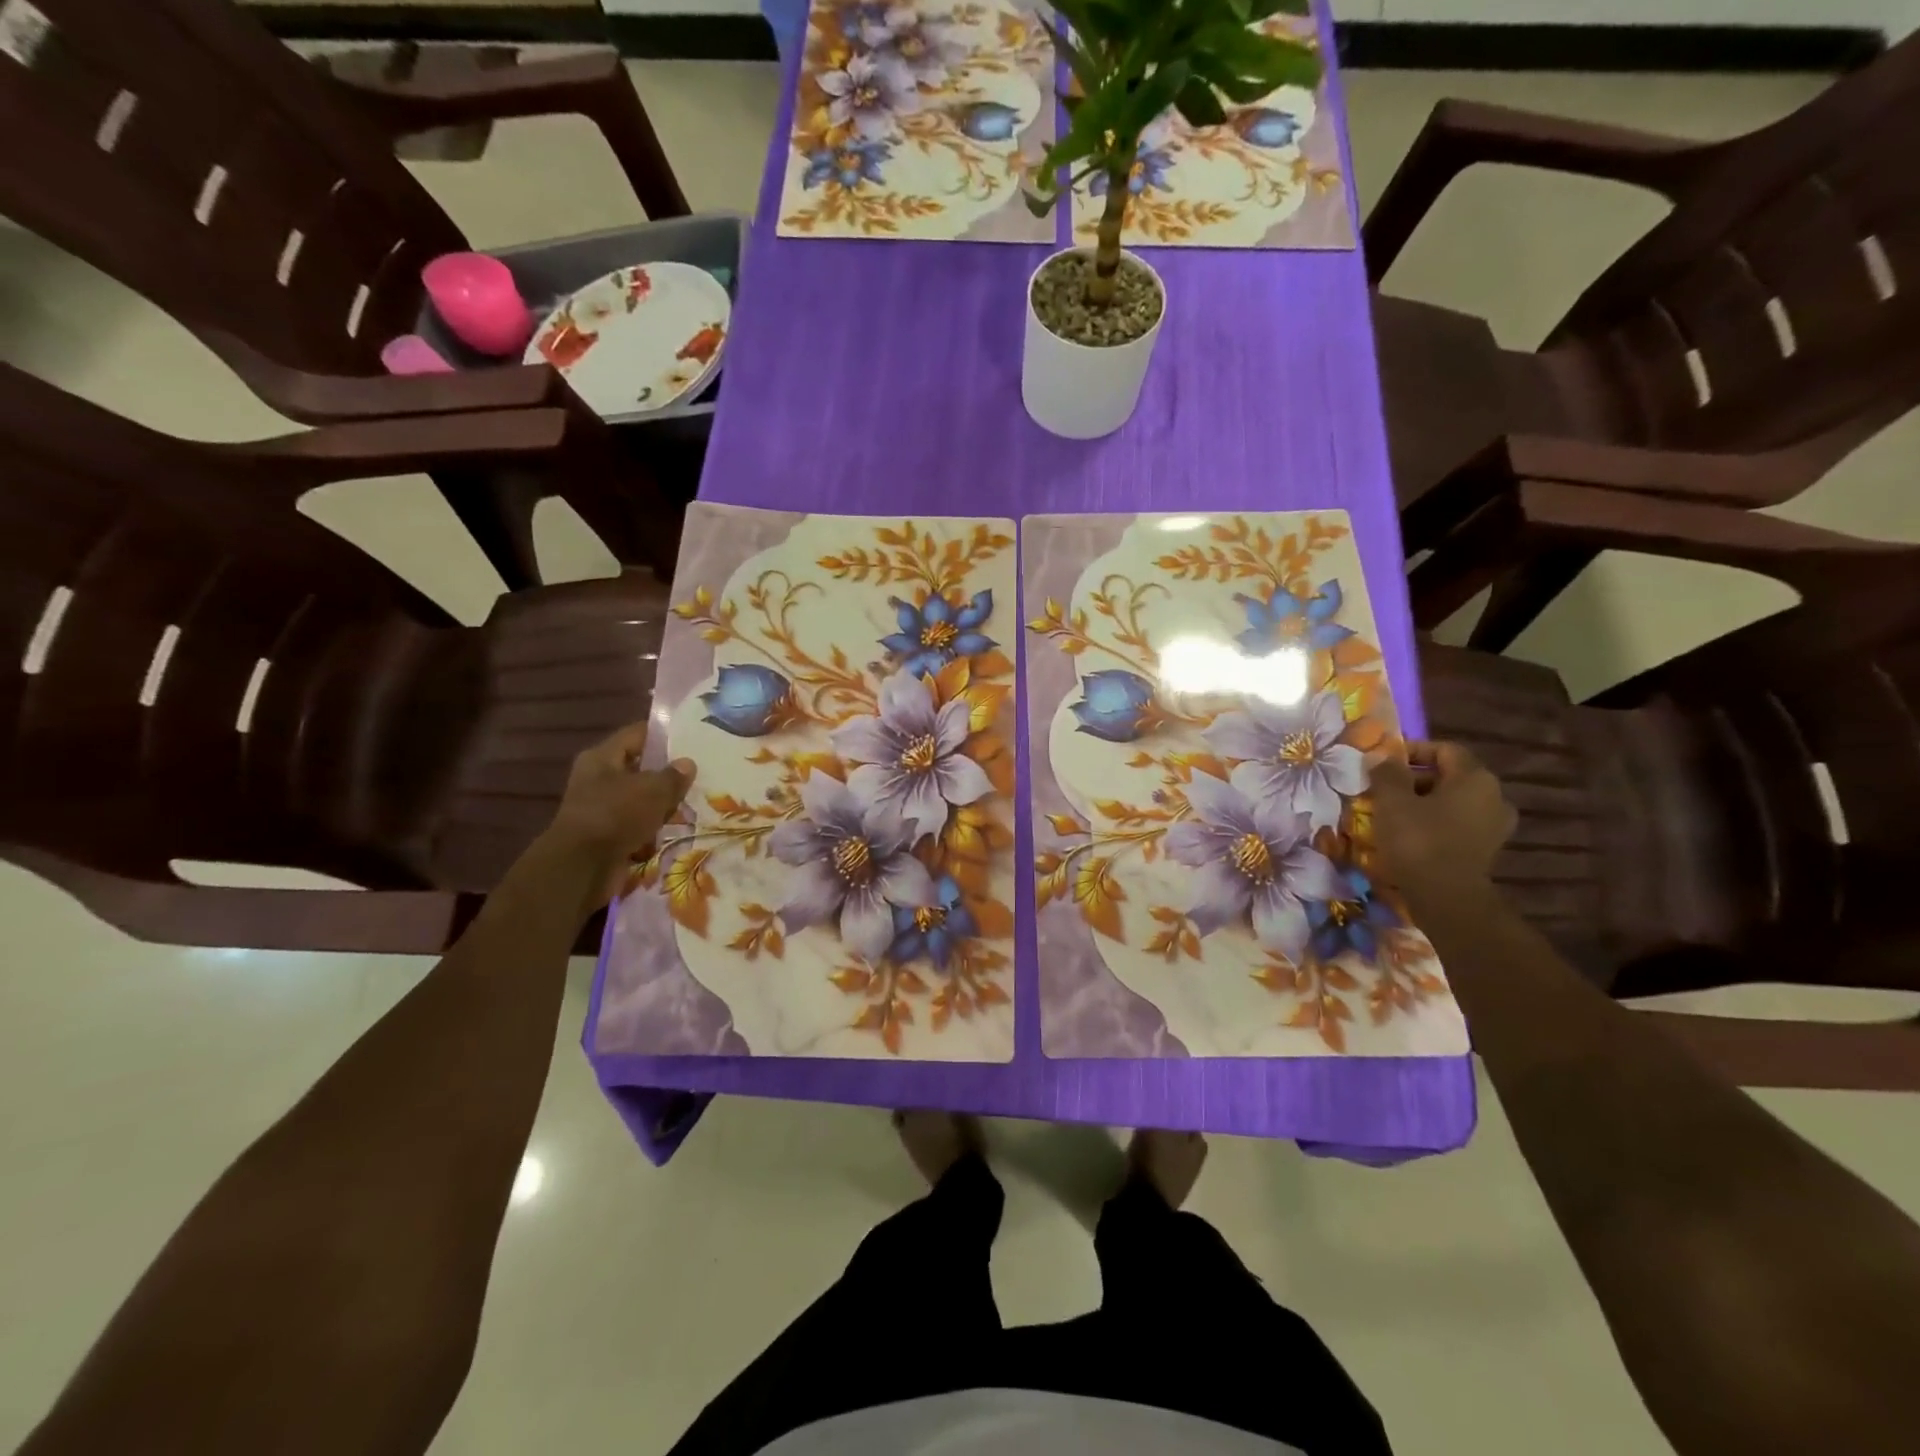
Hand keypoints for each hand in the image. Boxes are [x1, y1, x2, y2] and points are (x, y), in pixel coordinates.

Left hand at [543, 723, 694, 905]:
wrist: (582, 868)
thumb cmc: (616, 815)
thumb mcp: (652, 789)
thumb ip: (674, 775)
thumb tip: (688, 764)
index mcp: (602, 758)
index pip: (637, 734)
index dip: (665, 735)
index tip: (693, 738)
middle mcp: (598, 779)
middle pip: (640, 768)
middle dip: (668, 774)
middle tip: (701, 774)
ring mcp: (602, 809)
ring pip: (641, 799)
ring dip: (664, 805)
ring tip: (696, 803)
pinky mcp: (608, 836)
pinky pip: (638, 825)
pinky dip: (655, 829)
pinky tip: (679, 830)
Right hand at [1370, 740, 1515, 907]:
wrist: (1447, 898)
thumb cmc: (1418, 840)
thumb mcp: (1392, 801)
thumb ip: (1386, 773)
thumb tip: (1381, 756)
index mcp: (1475, 778)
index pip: (1445, 749)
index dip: (1413, 750)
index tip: (1384, 763)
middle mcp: (1494, 796)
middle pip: (1450, 776)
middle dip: (1415, 779)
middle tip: (1383, 790)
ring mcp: (1495, 825)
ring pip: (1453, 802)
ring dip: (1424, 802)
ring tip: (1393, 813)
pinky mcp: (1487, 849)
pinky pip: (1458, 824)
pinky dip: (1436, 823)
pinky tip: (1411, 834)